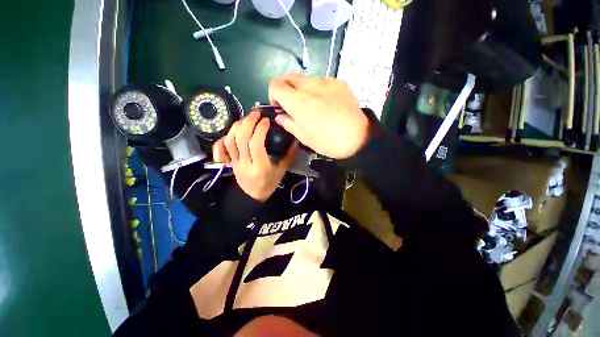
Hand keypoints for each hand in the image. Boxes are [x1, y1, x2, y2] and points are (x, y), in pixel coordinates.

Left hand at [213, 111, 296, 201]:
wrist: (253, 197)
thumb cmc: (269, 184)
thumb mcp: (282, 171)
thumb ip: (288, 156)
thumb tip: (295, 141)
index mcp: (260, 167)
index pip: (256, 144)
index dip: (260, 129)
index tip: (267, 121)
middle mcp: (245, 163)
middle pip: (241, 139)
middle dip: (248, 122)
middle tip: (256, 113)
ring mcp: (234, 162)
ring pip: (230, 141)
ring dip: (236, 126)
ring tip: (246, 119)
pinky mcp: (229, 162)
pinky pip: (221, 149)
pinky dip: (223, 137)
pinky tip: (233, 131)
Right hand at [268, 73, 373, 158]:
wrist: (357, 138)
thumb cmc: (326, 141)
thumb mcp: (303, 136)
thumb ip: (287, 123)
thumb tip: (280, 116)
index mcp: (297, 101)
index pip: (275, 85)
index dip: (273, 95)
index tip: (281, 107)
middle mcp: (309, 85)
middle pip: (288, 77)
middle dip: (286, 89)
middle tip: (294, 105)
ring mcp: (326, 81)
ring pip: (306, 79)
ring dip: (303, 89)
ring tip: (313, 105)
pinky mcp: (339, 82)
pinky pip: (322, 82)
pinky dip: (319, 90)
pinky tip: (328, 104)